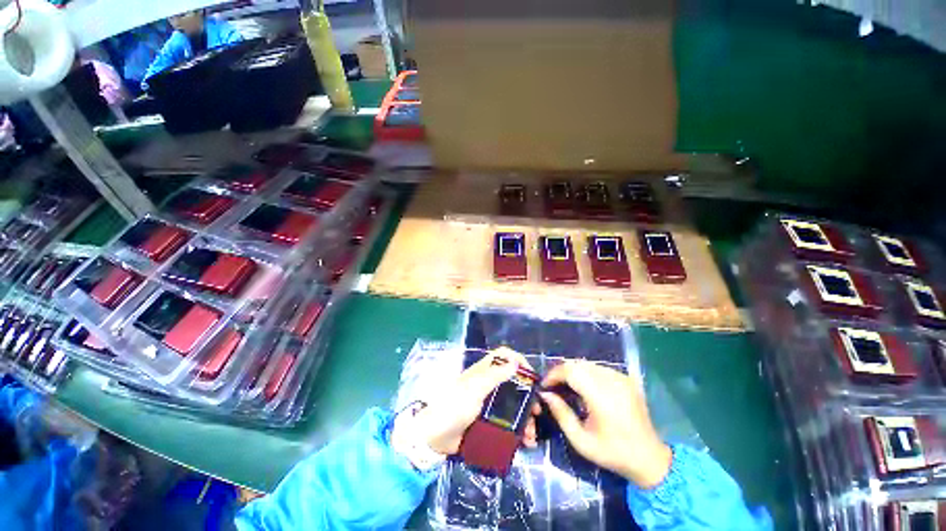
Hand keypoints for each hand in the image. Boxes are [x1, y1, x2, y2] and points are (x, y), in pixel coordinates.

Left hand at [410, 347, 539, 454]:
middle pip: (514, 383)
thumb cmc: (454, 406)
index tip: (531, 376)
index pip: (503, 357)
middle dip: (528, 396)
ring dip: (525, 418)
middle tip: (537, 411)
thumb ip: (494, 375)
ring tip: (531, 435)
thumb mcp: (475, 388)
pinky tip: (525, 442)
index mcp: (484, 372)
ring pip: (513, 405)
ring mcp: (489, 404)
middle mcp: (488, 385)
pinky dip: (518, 431)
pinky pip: (508, 423)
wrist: (435, 437)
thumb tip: (515, 362)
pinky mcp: (488, 422)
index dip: (518, 360)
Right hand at [540, 361, 671, 488]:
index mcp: (601, 396)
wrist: (649, 458)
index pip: (570, 371)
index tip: (544, 386)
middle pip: (577, 364)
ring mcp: (621, 377)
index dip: (553, 374)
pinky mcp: (625, 378)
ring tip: (565, 386)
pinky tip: (584, 387)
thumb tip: (545, 394)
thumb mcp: (581, 440)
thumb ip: (561, 414)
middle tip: (553, 386)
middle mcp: (612, 380)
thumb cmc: (613, 453)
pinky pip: (598, 368)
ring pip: (587, 364)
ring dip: (572, 371)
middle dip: (561, 372)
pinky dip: (586, 373)